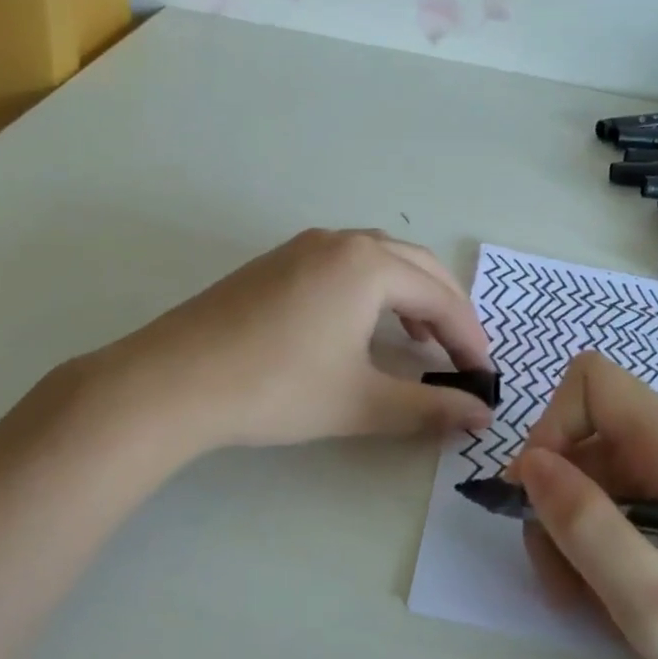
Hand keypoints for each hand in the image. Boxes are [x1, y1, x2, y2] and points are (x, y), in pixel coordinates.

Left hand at [86, 228, 494, 450]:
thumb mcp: (361, 402)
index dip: (469, 338)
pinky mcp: (276, 262)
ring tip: (420, 338)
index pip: (441, 297)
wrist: (172, 382)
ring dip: (410, 295)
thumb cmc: (277, 388)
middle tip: (460, 354)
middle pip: (416, 266)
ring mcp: (303, 247)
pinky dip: (373, 289)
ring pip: (379, 260)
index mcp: (368, 265)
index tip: (485, 374)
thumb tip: (481, 416)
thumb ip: (429, 408)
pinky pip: (345, 264)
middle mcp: (340, 242)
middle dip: (446, 309)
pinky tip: (365, 324)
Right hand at [512, 352, 657, 658]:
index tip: (540, 498)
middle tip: (561, 578)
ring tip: (589, 599)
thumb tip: (530, 464)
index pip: (593, 382)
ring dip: (577, 530)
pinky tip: (618, 595)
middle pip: (590, 438)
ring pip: (603, 476)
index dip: (552, 427)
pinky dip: (606, 542)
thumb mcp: (651, 599)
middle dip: (558, 499)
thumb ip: (586, 525)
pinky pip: (630, 505)